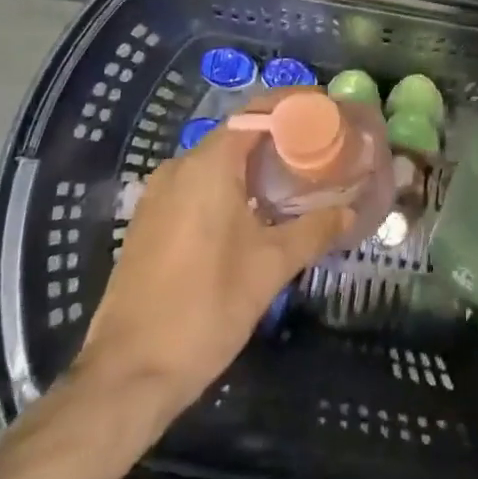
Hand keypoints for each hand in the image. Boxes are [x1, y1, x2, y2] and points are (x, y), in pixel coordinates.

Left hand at [80, 122, 348, 413]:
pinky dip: (228, 183)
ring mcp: (158, 195)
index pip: (255, 112)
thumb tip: (349, 210)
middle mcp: (179, 167)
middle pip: (236, 133)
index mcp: (207, 165)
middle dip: (277, 135)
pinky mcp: (149, 222)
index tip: (325, 109)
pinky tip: (252, 210)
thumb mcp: (270, 267)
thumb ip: (313, 230)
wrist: (128, 373)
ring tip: (292, 177)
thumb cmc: (205, 308)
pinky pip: (196, 185)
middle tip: (317, 147)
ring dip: (252, 162)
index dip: (292, 105)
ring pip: (215, 161)